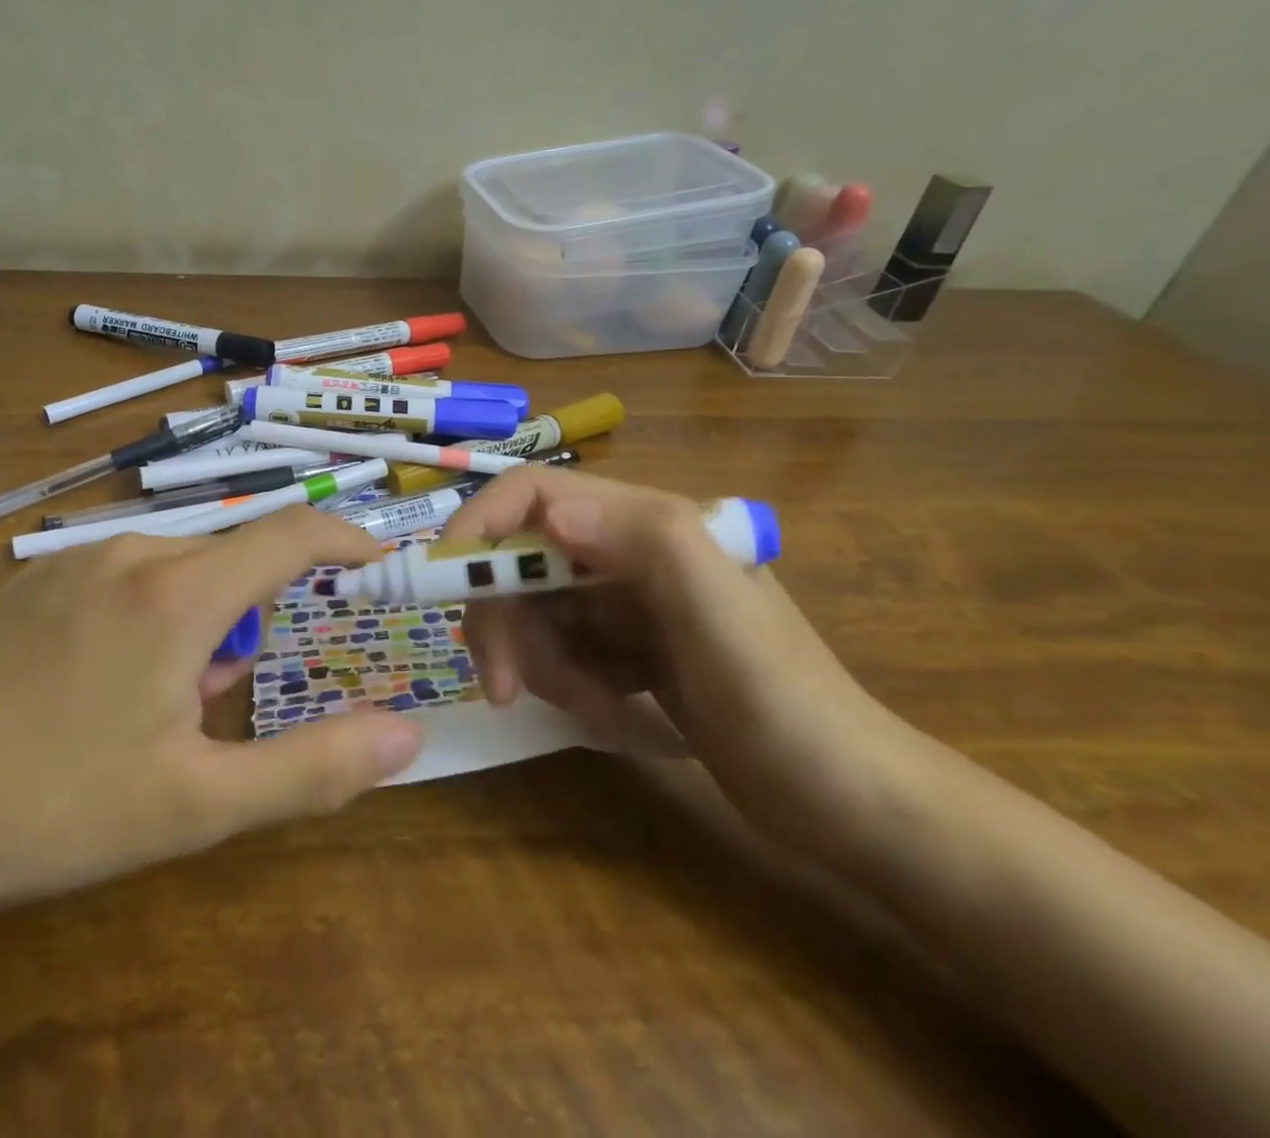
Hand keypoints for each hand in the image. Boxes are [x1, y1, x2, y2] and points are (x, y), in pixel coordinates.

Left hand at [0, 506, 422, 917]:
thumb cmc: (58, 811)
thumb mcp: (199, 803)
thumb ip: (315, 768)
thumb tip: (406, 736)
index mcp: (176, 595)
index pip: (289, 535)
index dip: (342, 540)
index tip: (373, 562)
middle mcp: (129, 554)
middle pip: (228, 565)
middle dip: (246, 623)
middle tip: (208, 707)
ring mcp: (72, 561)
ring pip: (175, 571)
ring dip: (194, 624)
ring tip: (147, 707)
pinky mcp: (32, 580)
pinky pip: (122, 576)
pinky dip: (145, 614)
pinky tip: (92, 684)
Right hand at [443, 468, 919, 861]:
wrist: (852, 805)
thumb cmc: (789, 706)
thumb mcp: (724, 620)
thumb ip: (649, 544)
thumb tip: (549, 510)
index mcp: (644, 524)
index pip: (530, 495)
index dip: (476, 528)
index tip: (447, 590)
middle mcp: (624, 552)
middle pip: (515, 563)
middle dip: (504, 625)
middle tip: (504, 691)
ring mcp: (622, 601)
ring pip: (531, 615)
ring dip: (545, 669)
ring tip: (602, 712)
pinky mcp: (623, 647)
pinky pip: (558, 655)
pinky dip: (572, 690)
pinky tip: (624, 719)